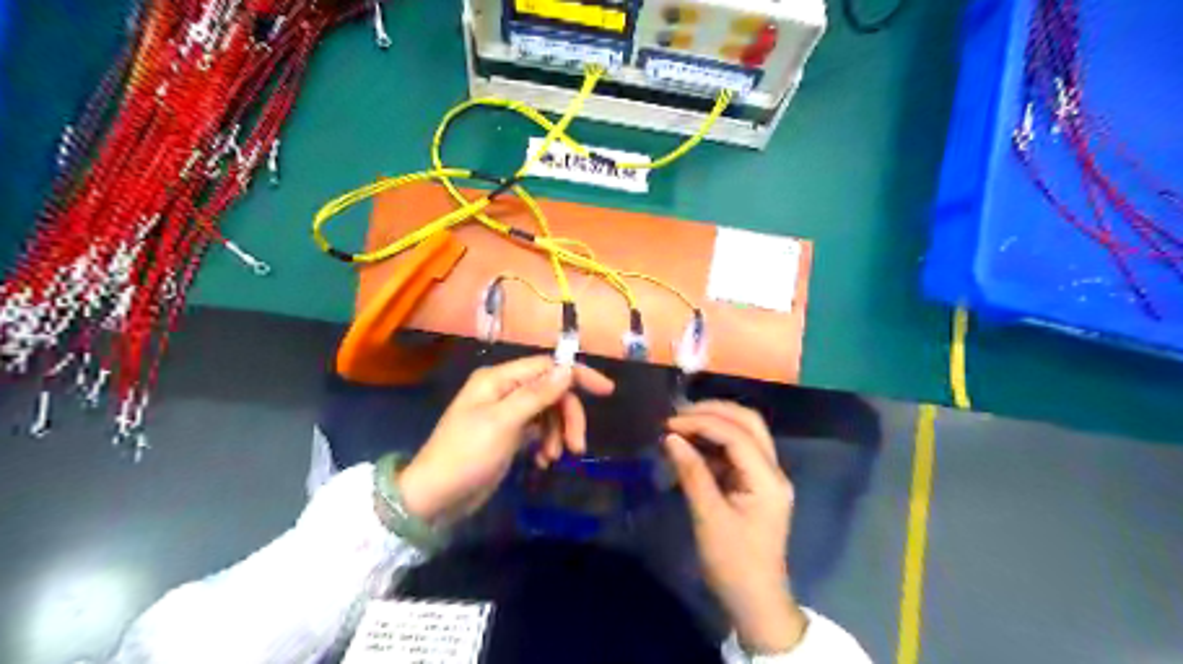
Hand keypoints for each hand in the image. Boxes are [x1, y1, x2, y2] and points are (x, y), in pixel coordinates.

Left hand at [399, 355, 619, 526]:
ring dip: (558, 433)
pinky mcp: (509, 434)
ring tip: (553, 458)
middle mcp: (504, 390)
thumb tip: (567, 369)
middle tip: (577, 446)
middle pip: (551, 392)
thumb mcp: (504, 422)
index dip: (577, 375)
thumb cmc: (466, 455)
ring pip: (548, 412)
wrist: (435, 497)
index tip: (607, 391)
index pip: (547, 366)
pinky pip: (539, 430)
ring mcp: (506, 413)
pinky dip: (546, 443)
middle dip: (568, 416)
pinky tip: (543, 461)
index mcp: (499, 379)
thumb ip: (537, 394)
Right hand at [662, 400, 808, 654]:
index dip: (702, 422)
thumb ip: (691, 472)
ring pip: (744, 434)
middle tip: (678, 413)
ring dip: (714, 424)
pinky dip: (713, 443)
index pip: (737, 435)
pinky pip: (736, 452)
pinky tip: (691, 446)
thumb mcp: (708, 518)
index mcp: (767, 480)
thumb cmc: (732, 564)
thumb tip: (671, 437)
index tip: (670, 423)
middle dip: (713, 412)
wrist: (755, 601)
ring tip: (681, 425)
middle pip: (748, 423)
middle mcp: (772, 471)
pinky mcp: (754, 485)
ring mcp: (765, 477)